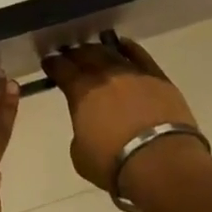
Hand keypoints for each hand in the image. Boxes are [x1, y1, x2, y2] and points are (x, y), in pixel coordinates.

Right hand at [43, 37, 206, 201]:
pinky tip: (122, 45)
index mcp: (81, 92)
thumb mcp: (81, 156)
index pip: (61, 69)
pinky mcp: (157, 77)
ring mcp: (131, 72)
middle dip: (74, 54)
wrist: (162, 163)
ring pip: (109, 52)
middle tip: (70, 55)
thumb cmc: (116, 165)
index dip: (53, 64)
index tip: (49, 62)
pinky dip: (128, 48)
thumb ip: (80, 134)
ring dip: (98, 49)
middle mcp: (104, 75)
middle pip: (85, 55)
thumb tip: (86, 126)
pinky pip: (139, 54)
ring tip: (93, 50)